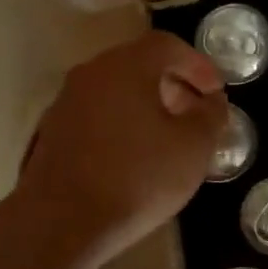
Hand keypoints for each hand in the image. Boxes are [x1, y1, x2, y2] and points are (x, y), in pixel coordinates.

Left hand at [13, 31, 228, 268]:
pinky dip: (120, 123)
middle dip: (172, 83)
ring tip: (167, 136)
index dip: (198, 64)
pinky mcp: (51, 133)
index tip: (216, 91)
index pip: (167, 45)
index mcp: (125, 66)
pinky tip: (133, 156)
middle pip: (138, 64)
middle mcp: (91, 74)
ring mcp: (65, 102)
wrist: (61, 222)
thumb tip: (211, 102)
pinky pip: (96, 114)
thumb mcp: (193, 148)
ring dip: (144, 104)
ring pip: (114, 90)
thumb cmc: (137, 178)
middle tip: (194, 112)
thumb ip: (210, 116)